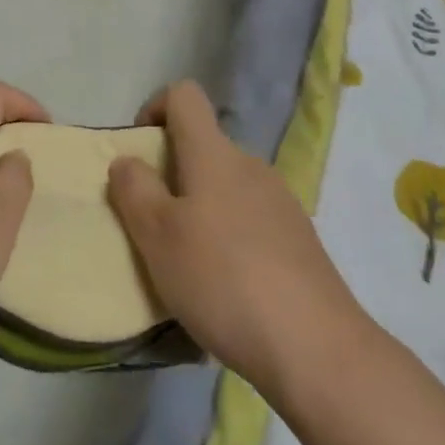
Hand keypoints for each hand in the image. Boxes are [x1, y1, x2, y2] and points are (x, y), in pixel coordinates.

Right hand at [107, 80, 369, 395]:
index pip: (184, 95)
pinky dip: (228, 240)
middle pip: (203, 146)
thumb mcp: (158, 236)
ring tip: (186, 265)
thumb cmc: (223, 279)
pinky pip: (250, 222)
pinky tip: (225, 291)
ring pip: (226, 188)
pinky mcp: (299, 241)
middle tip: (153, 224)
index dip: (155, 108)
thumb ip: (134, 190)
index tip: (140, 151)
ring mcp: (280, 203)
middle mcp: (250, 165)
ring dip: (200, 210)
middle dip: (172, 173)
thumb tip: (127, 160)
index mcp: (214, 153)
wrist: (317, 349)